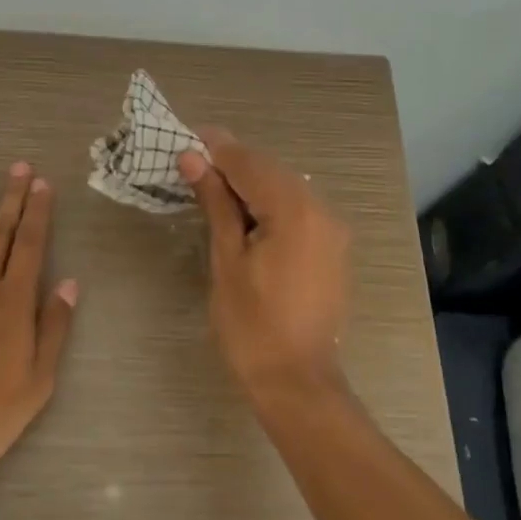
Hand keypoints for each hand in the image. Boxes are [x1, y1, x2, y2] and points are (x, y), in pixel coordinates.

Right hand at [178, 128, 350, 403]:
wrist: (297, 382)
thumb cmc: (252, 325)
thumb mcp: (226, 259)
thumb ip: (215, 202)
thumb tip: (192, 158)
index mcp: (295, 210)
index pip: (250, 163)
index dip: (217, 148)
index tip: (187, 137)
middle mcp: (322, 209)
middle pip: (271, 171)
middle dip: (233, 164)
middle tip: (193, 162)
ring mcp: (332, 229)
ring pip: (285, 188)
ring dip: (251, 183)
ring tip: (212, 187)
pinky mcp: (333, 247)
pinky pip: (298, 210)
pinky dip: (270, 203)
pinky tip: (244, 214)